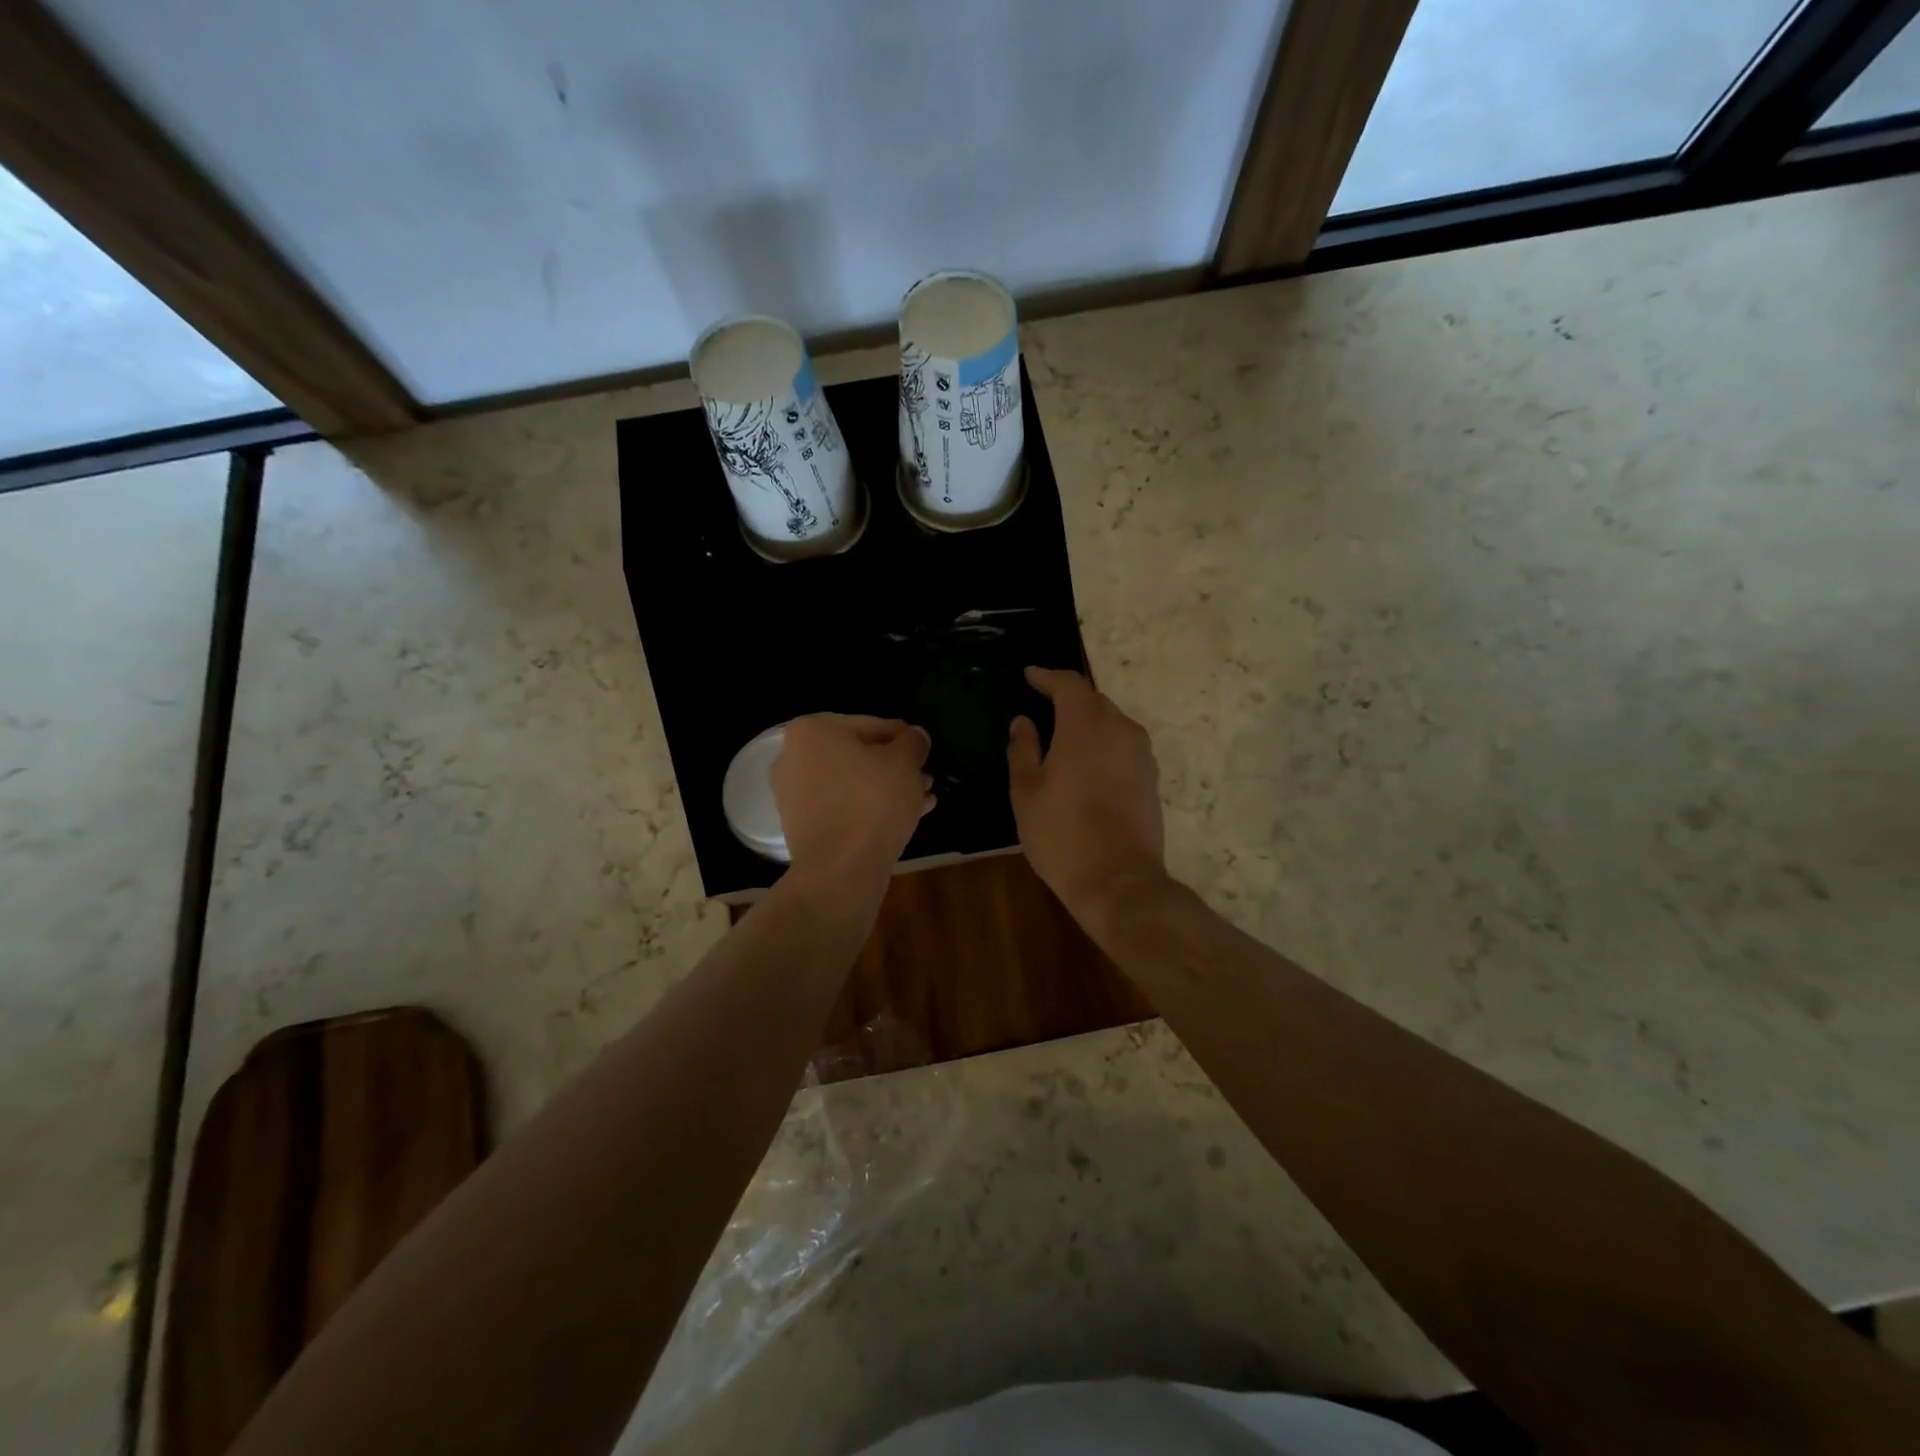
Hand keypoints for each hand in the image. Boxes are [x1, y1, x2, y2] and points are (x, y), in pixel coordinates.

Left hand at [772, 715, 933, 882]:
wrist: (840, 870)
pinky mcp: (800, 825)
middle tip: (925, 779)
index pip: (873, 725)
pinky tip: (904, 818)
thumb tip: (915, 736)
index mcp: (814, 730)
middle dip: (895, 767)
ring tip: (921, 800)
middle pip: (859, 754)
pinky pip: (842, 806)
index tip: (925, 754)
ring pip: (852, 782)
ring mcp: (793, 793)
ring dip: (886, 788)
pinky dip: (868, 808)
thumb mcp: (905, 762)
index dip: (905, 739)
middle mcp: (794, 756)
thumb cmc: (873, 802)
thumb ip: (912, 742)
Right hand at [1008, 668, 1166, 935]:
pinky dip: (1103, 743)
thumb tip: (1023, 721)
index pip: (1069, 684)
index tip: (1029, 676)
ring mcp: (1141, 754)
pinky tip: (1086, 763)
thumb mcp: (1026, 791)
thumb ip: (1023, 749)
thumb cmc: (1061, 834)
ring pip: (1112, 722)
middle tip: (1042, 708)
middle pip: (1093, 700)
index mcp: (1085, 725)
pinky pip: (1123, 745)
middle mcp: (1120, 729)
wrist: (1117, 880)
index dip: (1047, 676)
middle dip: (1068, 699)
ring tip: (1062, 737)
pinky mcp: (1151, 777)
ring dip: (1088, 722)